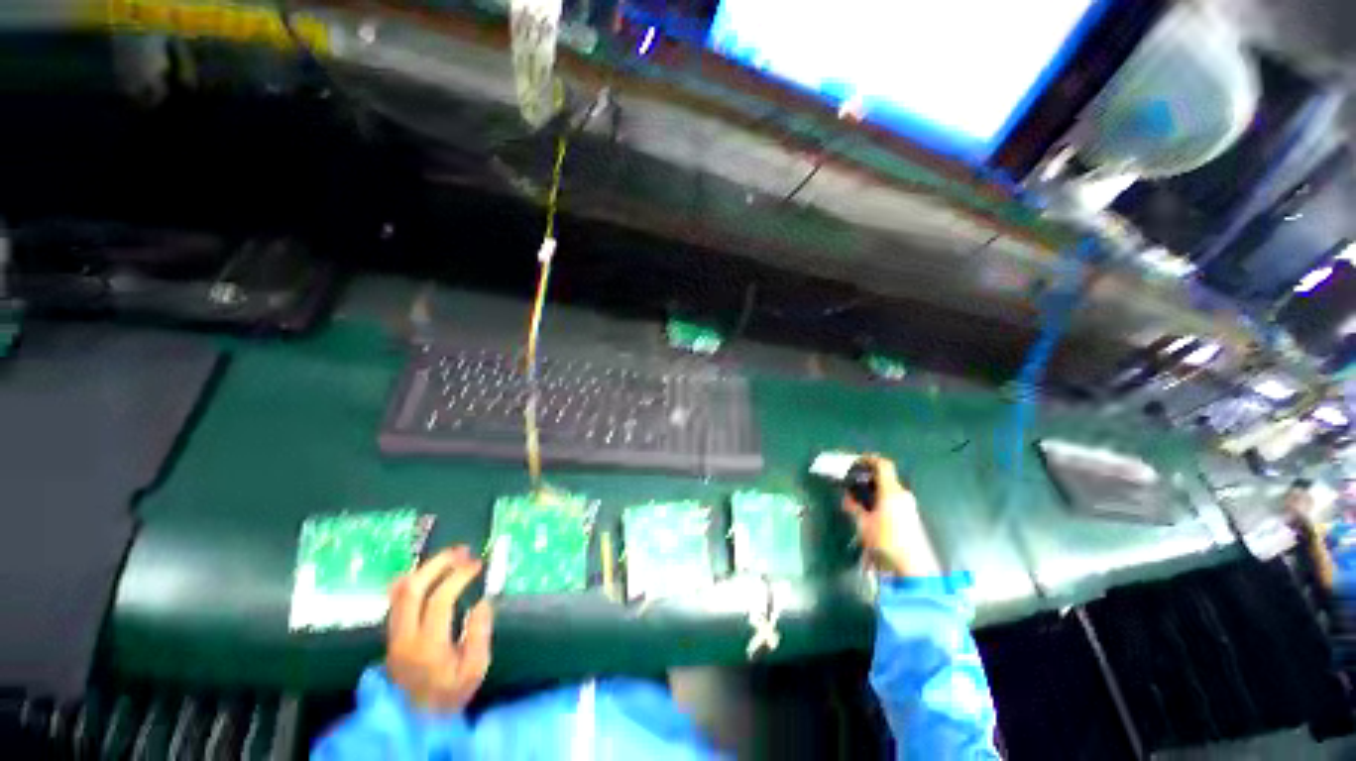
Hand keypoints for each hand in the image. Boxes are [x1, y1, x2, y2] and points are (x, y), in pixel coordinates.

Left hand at [386, 546, 493, 712]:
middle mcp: (404, 638)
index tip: (477, 564)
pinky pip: (396, 600)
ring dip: (425, 569)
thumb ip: (479, 634)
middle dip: (438, 564)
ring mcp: (393, 636)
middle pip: (412, 590)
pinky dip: (412, 581)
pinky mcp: (390, 636)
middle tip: (461, 551)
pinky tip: (426, 572)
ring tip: (449, 557)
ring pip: (400, 593)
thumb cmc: (450, 694)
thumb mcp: (475, 670)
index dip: (458, 577)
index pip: (438, 601)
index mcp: (427, 647)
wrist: (415, 722)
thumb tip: (482, 601)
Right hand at [841, 456, 940, 576]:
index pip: (883, 465)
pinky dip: (881, 501)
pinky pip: (893, 501)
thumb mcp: (864, 525)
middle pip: (885, 478)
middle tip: (851, 484)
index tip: (855, 462)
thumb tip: (847, 498)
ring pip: (888, 490)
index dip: (869, 459)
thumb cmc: (886, 542)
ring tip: (857, 501)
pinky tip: (870, 513)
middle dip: (867, 479)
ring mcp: (909, 506)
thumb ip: (854, 508)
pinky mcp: (911, 518)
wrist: (914, 568)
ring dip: (873, 491)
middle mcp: (903, 495)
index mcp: (892, 491)